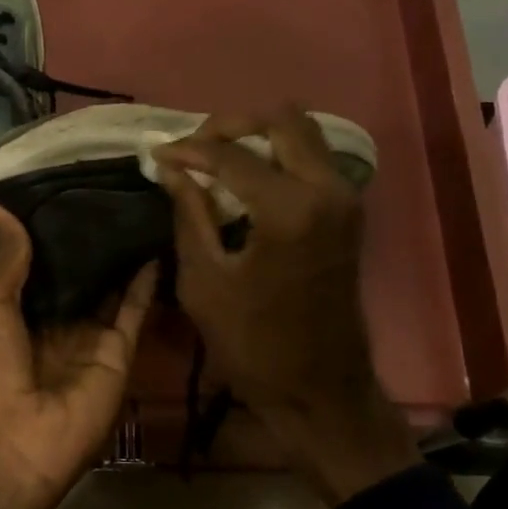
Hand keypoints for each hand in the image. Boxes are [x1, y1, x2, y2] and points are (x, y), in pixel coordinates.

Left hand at [0, 204, 155, 508]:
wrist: (13, 443)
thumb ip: (6, 259)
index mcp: (16, 315)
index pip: (40, 266)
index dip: (51, 233)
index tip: (68, 188)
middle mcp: (56, 325)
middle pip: (80, 277)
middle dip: (92, 240)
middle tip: (113, 187)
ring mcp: (90, 341)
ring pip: (111, 290)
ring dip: (123, 255)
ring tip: (140, 206)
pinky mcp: (120, 355)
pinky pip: (134, 312)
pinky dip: (146, 282)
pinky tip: (157, 242)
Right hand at [154, 107, 417, 503]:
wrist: (319, 388)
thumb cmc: (252, 344)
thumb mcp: (204, 280)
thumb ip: (189, 213)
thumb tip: (171, 168)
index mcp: (289, 209)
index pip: (232, 155)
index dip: (189, 150)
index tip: (157, 153)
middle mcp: (327, 190)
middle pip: (283, 120)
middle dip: (232, 125)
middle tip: (195, 147)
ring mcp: (346, 198)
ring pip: (305, 134)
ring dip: (260, 137)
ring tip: (218, 160)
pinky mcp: (349, 212)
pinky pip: (315, 159)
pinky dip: (280, 156)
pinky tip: (247, 179)